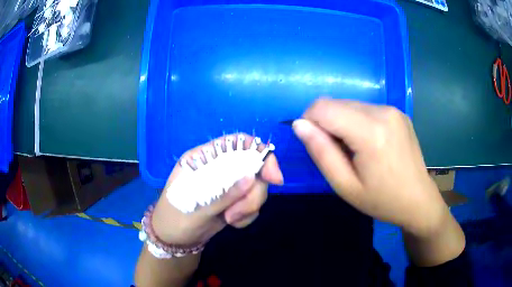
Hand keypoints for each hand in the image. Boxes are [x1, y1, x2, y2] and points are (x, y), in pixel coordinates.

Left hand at [151, 134, 283, 245]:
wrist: (174, 239)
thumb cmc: (175, 219)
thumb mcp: (197, 208)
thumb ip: (225, 194)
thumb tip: (252, 177)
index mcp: (205, 158)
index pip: (238, 143)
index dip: (260, 152)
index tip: (273, 178)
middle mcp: (219, 167)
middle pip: (253, 167)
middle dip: (252, 193)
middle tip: (237, 213)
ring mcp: (228, 184)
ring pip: (256, 187)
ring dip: (249, 206)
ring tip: (230, 219)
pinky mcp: (235, 200)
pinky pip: (253, 203)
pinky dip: (247, 215)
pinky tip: (232, 223)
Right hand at [293, 99, 447, 236]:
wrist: (418, 200)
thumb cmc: (382, 200)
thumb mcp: (345, 186)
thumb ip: (321, 152)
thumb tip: (299, 125)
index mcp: (371, 132)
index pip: (323, 107)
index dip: (308, 120)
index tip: (314, 144)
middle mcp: (383, 112)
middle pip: (336, 103)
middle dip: (325, 123)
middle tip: (336, 153)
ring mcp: (393, 109)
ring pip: (350, 104)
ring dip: (342, 122)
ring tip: (354, 150)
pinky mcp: (398, 112)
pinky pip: (366, 108)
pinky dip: (357, 121)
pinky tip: (368, 143)